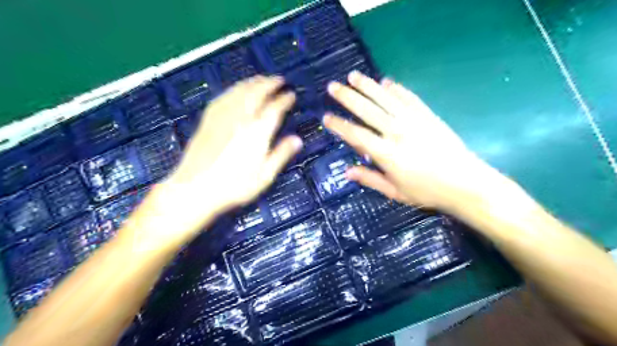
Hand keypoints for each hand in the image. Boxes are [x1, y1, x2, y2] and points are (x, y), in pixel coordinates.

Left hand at [144, 76, 301, 245]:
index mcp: (258, 132)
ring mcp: (222, 117)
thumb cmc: (234, 186)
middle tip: (279, 80)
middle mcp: (241, 118)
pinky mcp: (208, 119)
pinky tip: (236, 90)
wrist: (195, 189)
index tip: (291, 94)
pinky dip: (234, 89)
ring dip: (253, 82)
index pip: (275, 108)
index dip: (285, 99)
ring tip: (262, 79)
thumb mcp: (265, 176)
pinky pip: (224, 96)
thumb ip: (281, 155)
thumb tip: (297, 139)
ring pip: (240, 91)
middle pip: (257, 93)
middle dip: (269, 83)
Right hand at [325, 71, 502, 214]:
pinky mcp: (428, 116)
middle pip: (368, 110)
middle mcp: (397, 132)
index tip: (326, 117)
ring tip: (353, 76)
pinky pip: (409, 98)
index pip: (356, 135)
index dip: (339, 125)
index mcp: (387, 154)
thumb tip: (347, 171)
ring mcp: (414, 121)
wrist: (465, 183)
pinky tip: (386, 82)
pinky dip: (396, 89)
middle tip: (332, 86)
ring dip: (368, 86)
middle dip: (348, 97)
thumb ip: (370, 179)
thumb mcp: (395, 192)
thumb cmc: (427, 192)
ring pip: (385, 99)